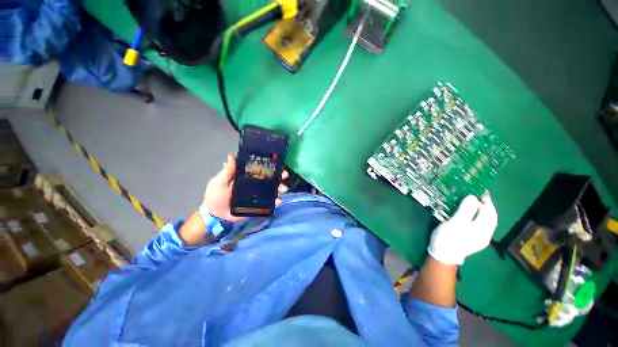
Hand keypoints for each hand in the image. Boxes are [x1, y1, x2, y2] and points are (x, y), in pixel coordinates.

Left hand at [203, 154, 288, 222]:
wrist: (215, 215)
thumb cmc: (216, 196)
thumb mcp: (219, 182)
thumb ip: (227, 171)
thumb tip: (232, 155)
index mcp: (245, 176)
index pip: (259, 168)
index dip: (268, 165)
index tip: (277, 162)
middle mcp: (253, 184)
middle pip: (268, 178)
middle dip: (278, 176)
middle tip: (285, 175)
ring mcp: (257, 194)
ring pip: (271, 189)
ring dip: (279, 187)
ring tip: (284, 189)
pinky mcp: (258, 204)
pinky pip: (269, 202)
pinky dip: (275, 201)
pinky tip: (279, 201)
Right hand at [427, 194, 497, 264]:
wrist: (442, 255)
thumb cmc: (449, 238)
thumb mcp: (455, 223)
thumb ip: (465, 210)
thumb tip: (473, 198)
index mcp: (483, 230)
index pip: (489, 213)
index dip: (486, 201)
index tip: (480, 191)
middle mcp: (485, 234)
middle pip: (489, 217)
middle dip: (485, 206)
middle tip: (476, 195)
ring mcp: (479, 237)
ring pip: (484, 221)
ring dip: (481, 211)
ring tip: (472, 202)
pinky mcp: (471, 238)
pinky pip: (478, 224)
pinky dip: (476, 216)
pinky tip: (469, 214)